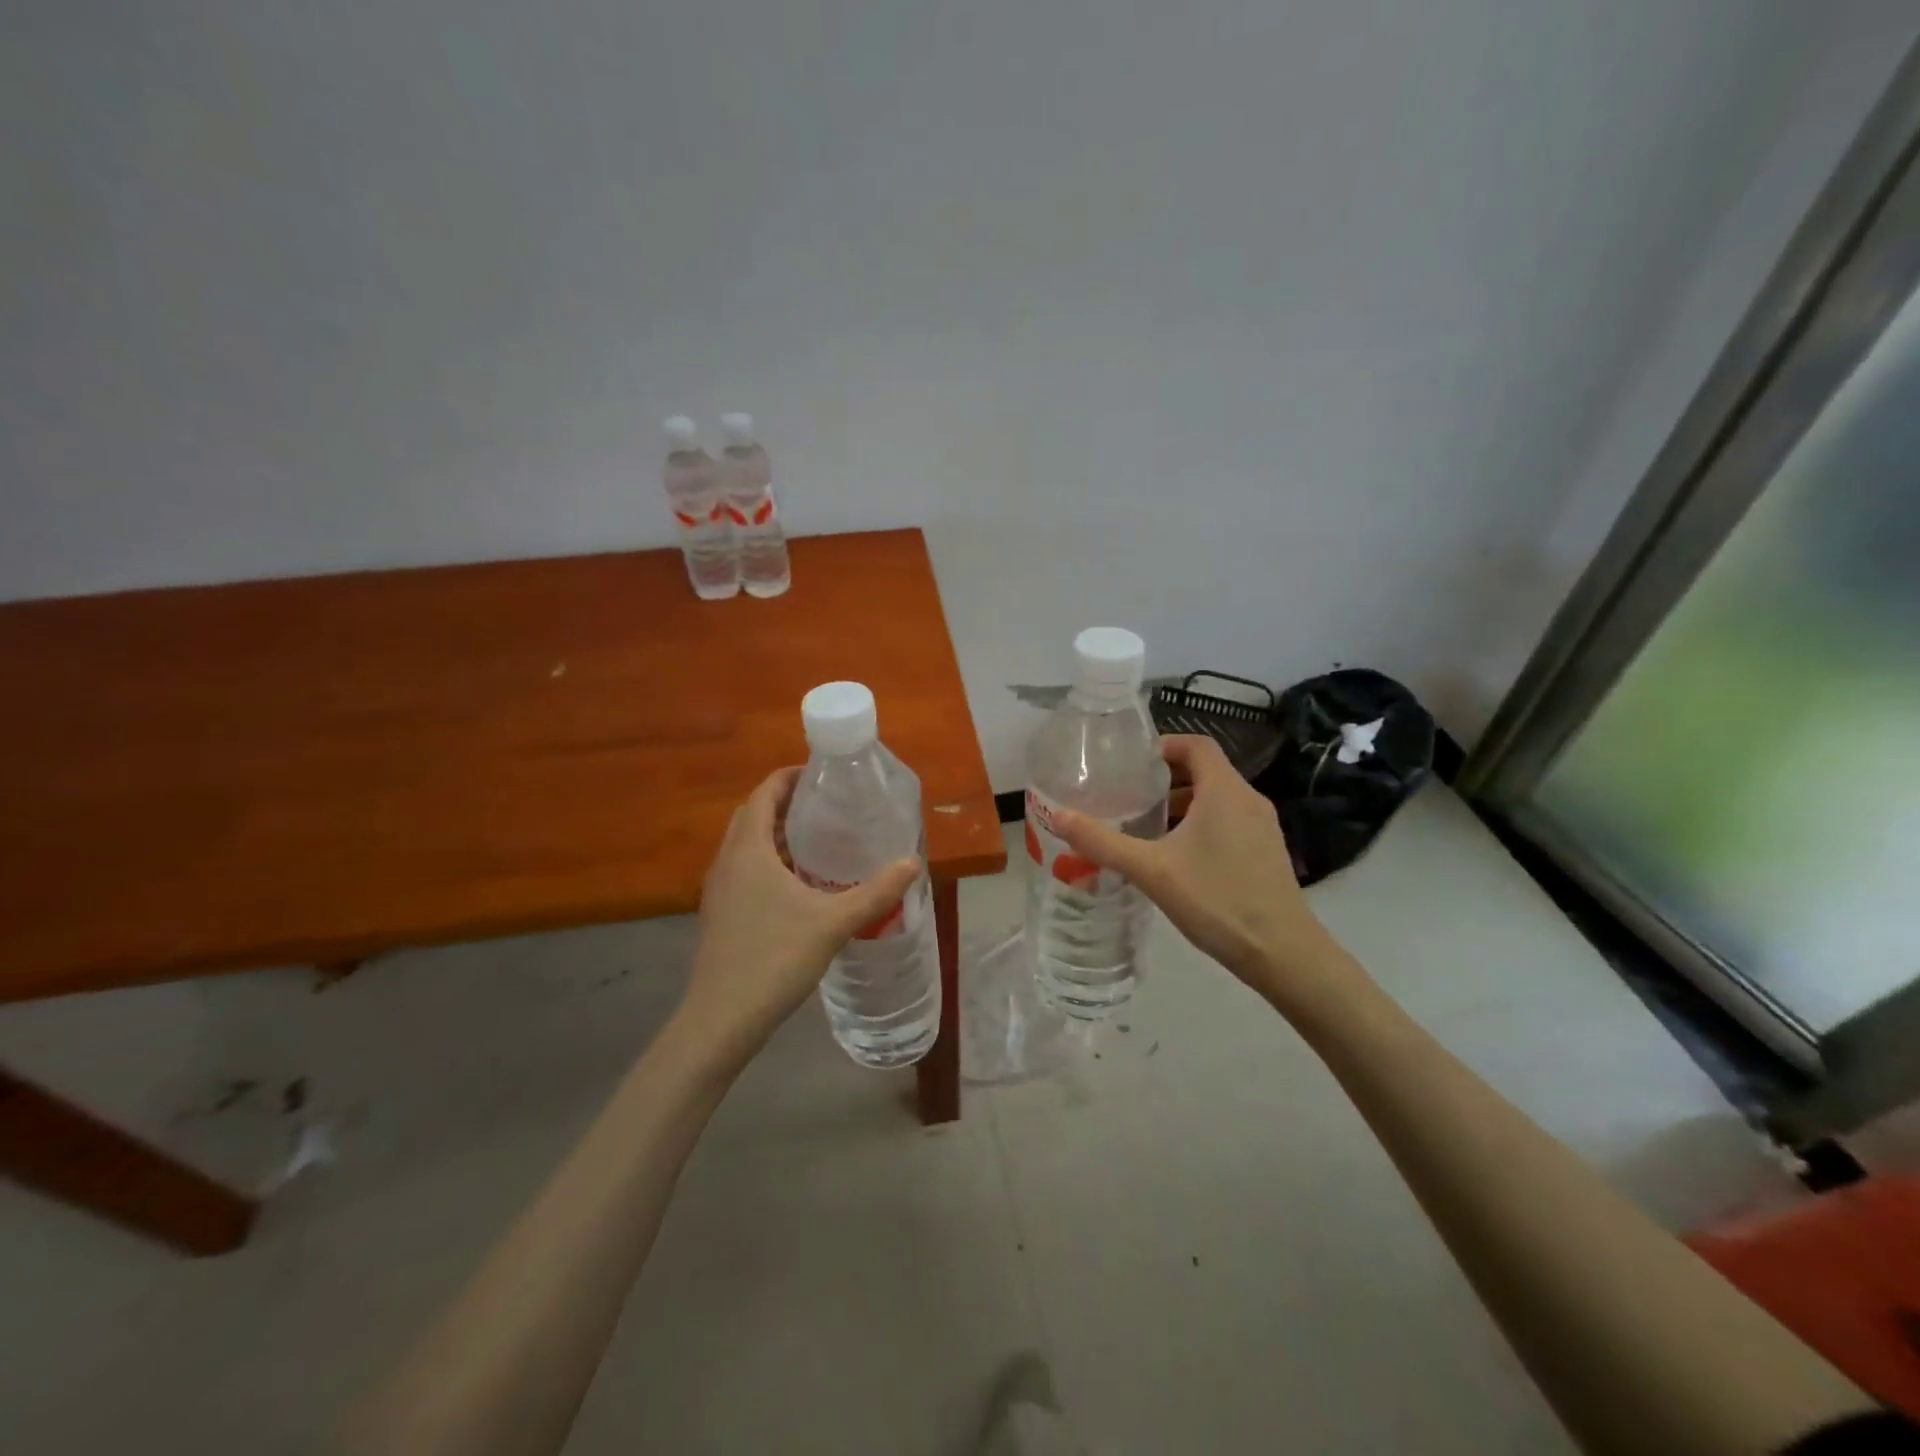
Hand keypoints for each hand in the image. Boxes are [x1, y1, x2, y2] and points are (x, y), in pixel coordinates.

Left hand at [677, 768, 921, 1062]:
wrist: (721, 1019)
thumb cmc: (774, 959)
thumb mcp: (833, 922)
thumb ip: (875, 892)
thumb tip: (912, 863)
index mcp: (748, 850)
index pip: (763, 795)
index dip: (787, 778)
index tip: (819, 774)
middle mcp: (727, 862)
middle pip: (751, 816)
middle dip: (783, 803)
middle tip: (823, 804)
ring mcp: (719, 890)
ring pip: (745, 845)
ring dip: (774, 834)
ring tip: (815, 838)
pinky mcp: (720, 914)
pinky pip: (743, 870)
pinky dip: (767, 861)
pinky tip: (797, 884)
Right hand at [1054, 736, 1363, 1023]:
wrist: (1283, 953)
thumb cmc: (1217, 900)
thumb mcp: (1151, 870)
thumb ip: (1103, 842)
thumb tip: (1058, 815)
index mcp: (1225, 791)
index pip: (1196, 745)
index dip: (1163, 746)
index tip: (1130, 764)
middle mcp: (1249, 800)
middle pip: (1204, 770)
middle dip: (1165, 779)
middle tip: (1128, 796)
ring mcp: (1262, 827)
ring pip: (1216, 799)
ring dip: (1182, 804)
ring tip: (1145, 826)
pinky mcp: (1265, 852)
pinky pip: (1228, 821)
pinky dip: (1200, 824)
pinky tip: (1176, 857)